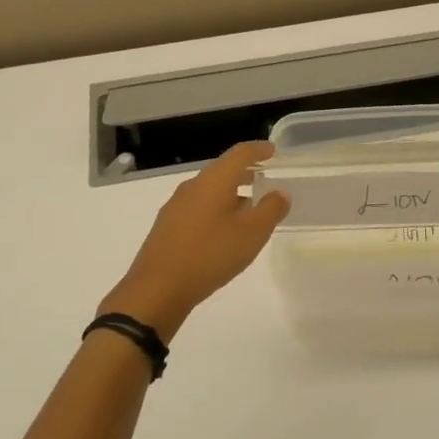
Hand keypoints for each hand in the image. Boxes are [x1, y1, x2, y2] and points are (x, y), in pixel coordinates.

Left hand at [101, 141, 290, 336]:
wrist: (158, 288)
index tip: (273, 151)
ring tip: (249, 206)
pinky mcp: (168, 226)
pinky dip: (217, 208)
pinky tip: (224, 229)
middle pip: (222, 170)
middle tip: (264, 177)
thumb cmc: (210, 254)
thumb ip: (270, 210)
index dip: (259, 150)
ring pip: (209, 189)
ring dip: (231, 192)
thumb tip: (280, 193)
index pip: (240, 153)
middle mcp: (193, 186)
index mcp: (213, 181)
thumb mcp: (251, 234)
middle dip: (245, 171)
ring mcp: (176, 205)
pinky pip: (199, 206)